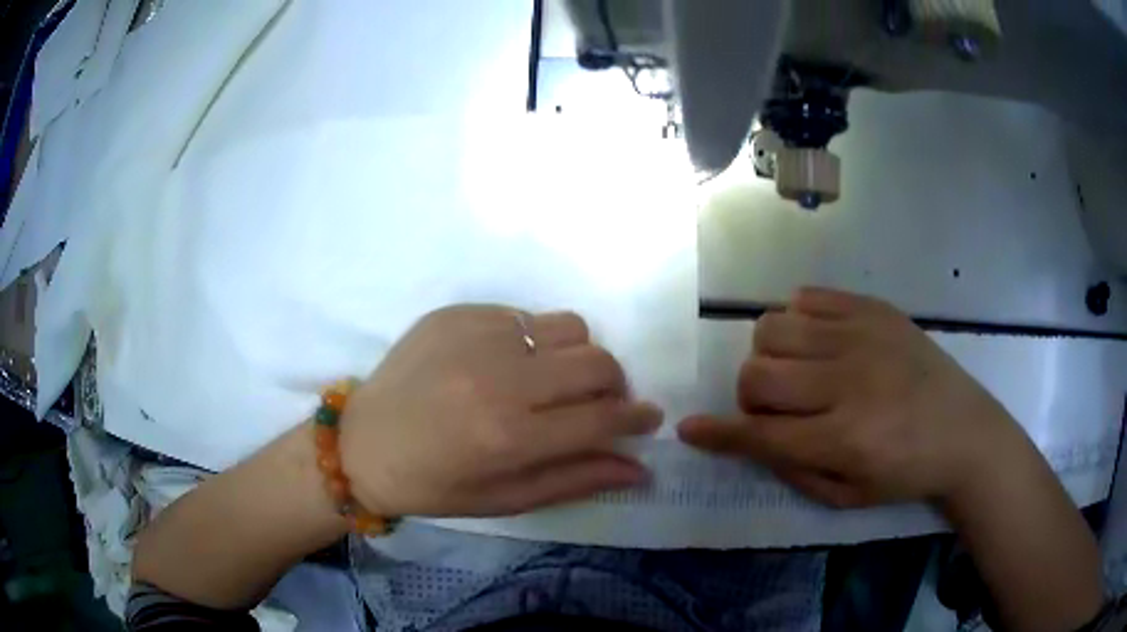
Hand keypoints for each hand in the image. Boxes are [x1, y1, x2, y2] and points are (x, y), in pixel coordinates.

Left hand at [339, 305, 661, 517]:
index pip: (603, 418)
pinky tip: (505, 364)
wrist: (362, 444)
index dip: (636, 419)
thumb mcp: (505, 500)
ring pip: (569, 327)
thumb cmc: (433, 485)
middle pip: (596, 363)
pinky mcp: (457, 313)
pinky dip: (532, 341)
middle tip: (599, 405)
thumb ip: (576, 480)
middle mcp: (500, 378)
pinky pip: (523, 316)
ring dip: (577, 356)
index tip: (648, 419)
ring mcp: (477, 336)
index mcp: (510, 436)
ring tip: (554, 380)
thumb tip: (638, 468)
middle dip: (614, 386)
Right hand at [678, 288, 1025, 507]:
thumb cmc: (905, 473)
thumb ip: (792, 468)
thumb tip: (747, 438)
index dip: (719, 434)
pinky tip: (818, 340)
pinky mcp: (874, 308)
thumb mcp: (847, 495)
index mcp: (844, 437)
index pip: (761, 433)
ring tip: (798, 370)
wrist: (964, 430)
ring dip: (771, 354)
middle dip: (751, 396)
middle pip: (758, 371)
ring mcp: (862, 335)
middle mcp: (848, 380)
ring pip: (774, 326)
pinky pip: (808, 296)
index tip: (689, 429)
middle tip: (777, 407)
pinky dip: (798, 319)